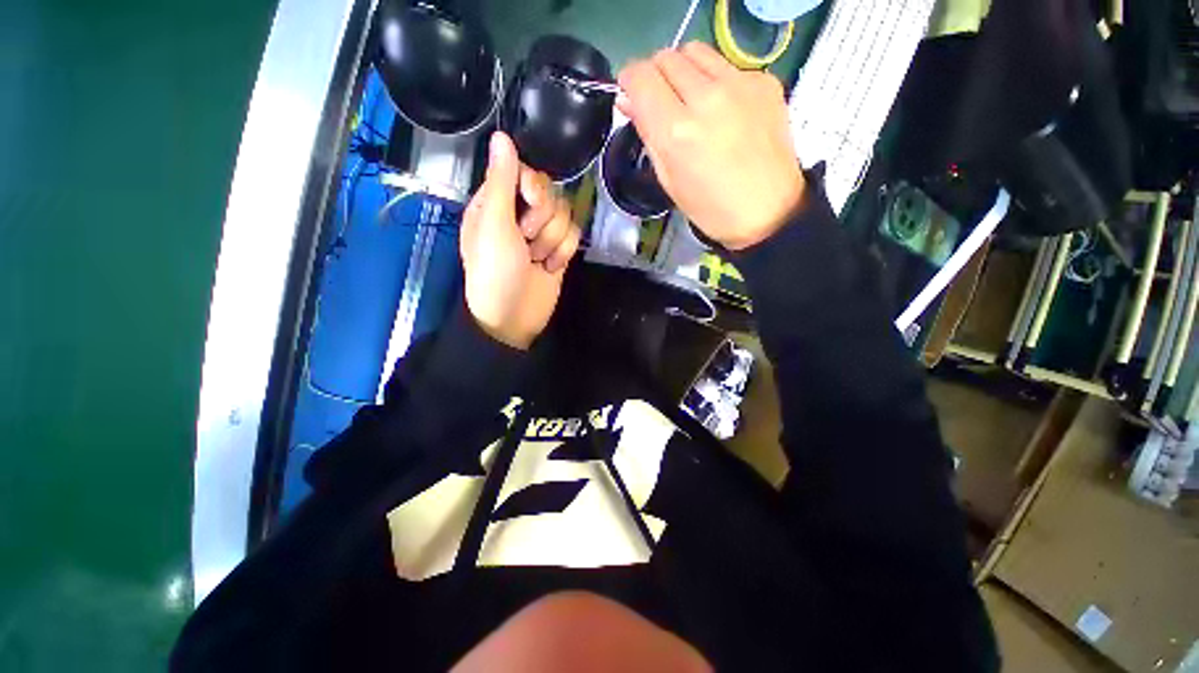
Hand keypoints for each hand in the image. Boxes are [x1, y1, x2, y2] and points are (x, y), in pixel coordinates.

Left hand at [460, 132, 580, 349]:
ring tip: (536, 259)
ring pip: (566, 214)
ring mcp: (541, 233)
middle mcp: (520, 213)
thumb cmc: (494, 272)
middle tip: (527, 241)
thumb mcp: (493, 226)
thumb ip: (502, 182)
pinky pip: (575, 235)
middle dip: (544, 220)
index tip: (528, 206)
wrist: (512, 318)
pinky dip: (564, 252)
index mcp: (497, 201)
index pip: (527, 172)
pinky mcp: (558, 250)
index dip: (534, 188)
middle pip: (552, 193)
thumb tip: (501, 134)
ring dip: (553, 240)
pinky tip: (550, 267)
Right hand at [616, 42, 804, 250]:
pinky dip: (717, 81)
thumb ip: (647, 133)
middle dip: (656, 77)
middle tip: (663, 104)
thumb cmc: (710, 207)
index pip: (640, 76)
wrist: (767, 211)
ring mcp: (740, 84)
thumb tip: (628, 100)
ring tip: (692, 102)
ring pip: (695, 51)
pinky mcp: (764, 81)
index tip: (632, 95)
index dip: (630, 82)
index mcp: (677, 131)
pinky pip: (727, 65)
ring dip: (684, 71)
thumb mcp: (668, 179)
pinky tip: (725, 111)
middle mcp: (707, 98)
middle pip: (666, 57)